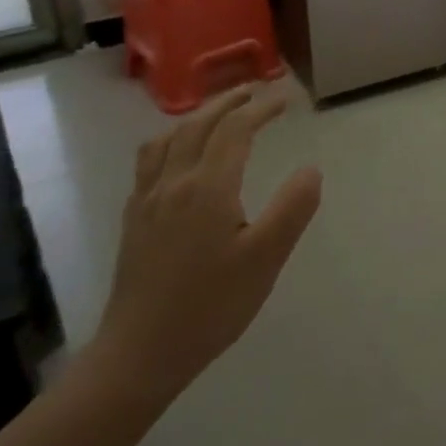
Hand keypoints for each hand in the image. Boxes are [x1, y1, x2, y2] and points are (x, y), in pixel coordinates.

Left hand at [94, 86, 323, 399]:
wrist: (139, 354)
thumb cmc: (210, 306)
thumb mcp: (265, 259)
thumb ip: (293, 208)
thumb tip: (311, 169)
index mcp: (208, 188)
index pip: (235, 131)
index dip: (261, 108)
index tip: (286, 99)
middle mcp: (173, 183)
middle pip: (198, 125)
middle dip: (228, 102)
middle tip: (255, 92)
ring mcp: (147, 201)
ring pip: (168, 139)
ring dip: (197, 117)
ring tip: (219, 114)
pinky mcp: (134, 219)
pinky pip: (150, 161)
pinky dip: (171, 140)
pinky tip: (179, 156)